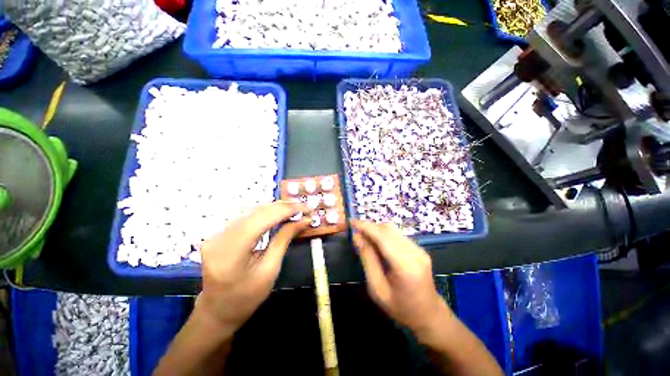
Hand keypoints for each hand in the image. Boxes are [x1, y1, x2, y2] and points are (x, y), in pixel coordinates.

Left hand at [196, 201, 309, 331]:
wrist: (217, 311)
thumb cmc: (246, 298)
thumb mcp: (270, 270)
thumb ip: (284, 240)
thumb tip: (303, 220)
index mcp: (230, 253)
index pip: (261, 219)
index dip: (286, 210)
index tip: (307, 208)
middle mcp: (219, 238)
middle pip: (256, 212)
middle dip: (283, 206)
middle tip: (304, 207)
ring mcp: (216, 234)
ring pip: (251, 211)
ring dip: (275, 208)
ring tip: (295, 209)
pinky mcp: (219, 233)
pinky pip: (247, 216)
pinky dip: (266, 213)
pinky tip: (279, 213)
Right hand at [351, 220, 451, 337]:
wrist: (428, 315)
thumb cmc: (400, 307)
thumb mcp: (377, 288)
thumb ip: (367, 259)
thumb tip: (357, 237)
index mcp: (405, 266)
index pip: (383, 237)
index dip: (366, 227)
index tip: (352, 222)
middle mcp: (415, 253)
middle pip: (388, 230)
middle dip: (370, 227)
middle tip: (356, 232)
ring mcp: (419, 249)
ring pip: (393, 230)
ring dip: (376, 230)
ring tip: (364, 238)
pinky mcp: (419, 249)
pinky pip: (398, 235)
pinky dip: (384, 235)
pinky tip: (377, 243)